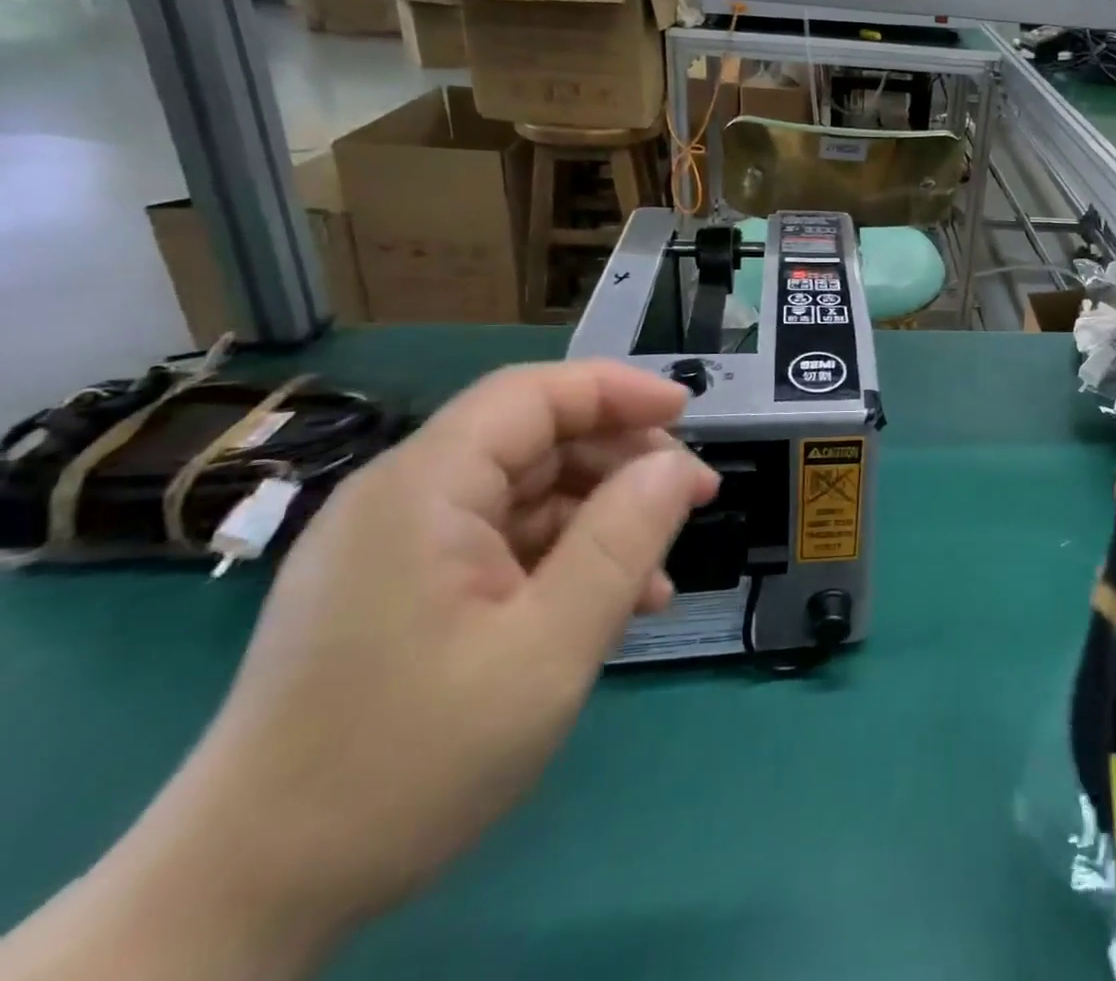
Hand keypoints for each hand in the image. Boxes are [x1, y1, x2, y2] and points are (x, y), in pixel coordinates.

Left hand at [0, 361, 715, 980]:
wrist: (244, 903)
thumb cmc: (407, 762)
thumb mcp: (547, 649)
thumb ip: (622, 542)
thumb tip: (676, 465)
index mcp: (422, 490)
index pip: (532, 394)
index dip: (618, 391)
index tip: (690, 415)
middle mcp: (403, 499)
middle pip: (534, 441)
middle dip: (621, 462)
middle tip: (692, 499)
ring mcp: (397, 548)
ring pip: (526, 496)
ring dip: (600, 521)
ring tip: (658, 576)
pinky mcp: (400, 591)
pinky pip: (501, 546)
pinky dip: (562, 561)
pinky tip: (608, 609)